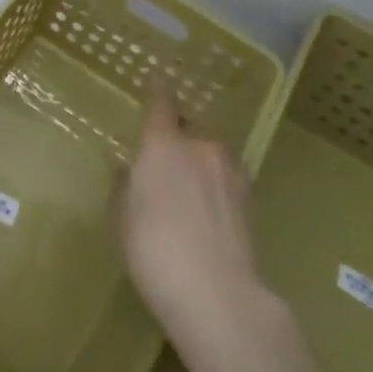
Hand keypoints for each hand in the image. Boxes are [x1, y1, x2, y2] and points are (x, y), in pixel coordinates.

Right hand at [121, 77, 267, 357]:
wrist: (217, 293)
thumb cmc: (152, 247)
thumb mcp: (121, 216)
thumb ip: (125, 184)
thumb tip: (128, 168)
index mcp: (163, 143)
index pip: (161, 102)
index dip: (159, 89)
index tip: (159, 78)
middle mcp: (201, 147)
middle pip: (190, 129)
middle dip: (178, 136)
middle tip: (162, 160)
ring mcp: (232, 172)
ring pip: (211, 154)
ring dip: (199, 162)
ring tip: (185, 190)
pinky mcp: (251, 200)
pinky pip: (225, 178)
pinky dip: (214, 185)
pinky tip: (204, 210)